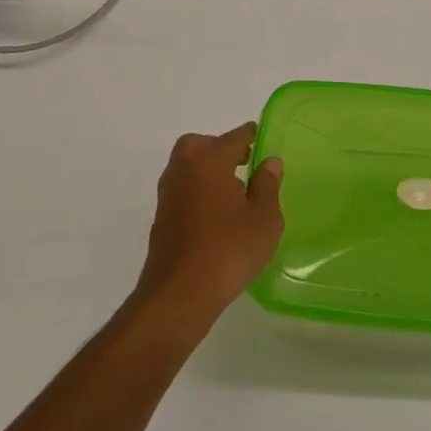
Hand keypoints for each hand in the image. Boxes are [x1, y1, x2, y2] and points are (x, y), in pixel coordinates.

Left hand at [131, 123, 283, 328]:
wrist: (179, 294)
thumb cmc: (228, 250)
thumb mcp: (264, 218)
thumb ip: (267, 185)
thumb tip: (269, 162)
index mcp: (209, 160)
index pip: (234, 137)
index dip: (250, 136)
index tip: (261, 137)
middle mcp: (184, 168)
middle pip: (201, 145)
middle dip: (221, 149)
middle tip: (243, 163)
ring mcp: (168, 194)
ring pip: (188, 167)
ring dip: (207, 171)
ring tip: (233, 192)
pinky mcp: (161, 218)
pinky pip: (183, 190)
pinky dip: (198, 192)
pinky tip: (215, 215)